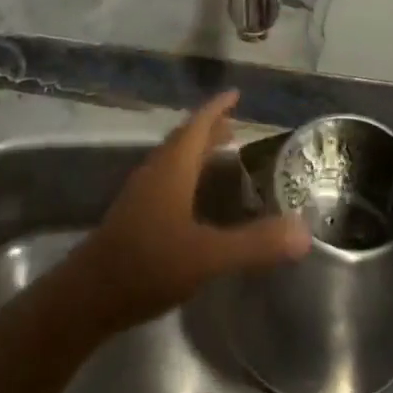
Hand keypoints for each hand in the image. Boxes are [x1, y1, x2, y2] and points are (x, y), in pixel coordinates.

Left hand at [72, 91, 309, 331]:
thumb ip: (255, 244)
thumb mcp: (208, 256)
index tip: (236, 93)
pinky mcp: (134, 216)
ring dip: (197, 151)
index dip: (217, 107)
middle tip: (236, 124)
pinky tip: (195, 198)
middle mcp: (156, 172)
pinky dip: (186, 174)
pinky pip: (166, 179)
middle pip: (185, 139)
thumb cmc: (148, 264)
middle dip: (210, 128)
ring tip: (221, 154)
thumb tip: (304, 232)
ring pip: (173, 160)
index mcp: (173, 168)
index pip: (198, 124)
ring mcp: (141, 194)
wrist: (87, 299)